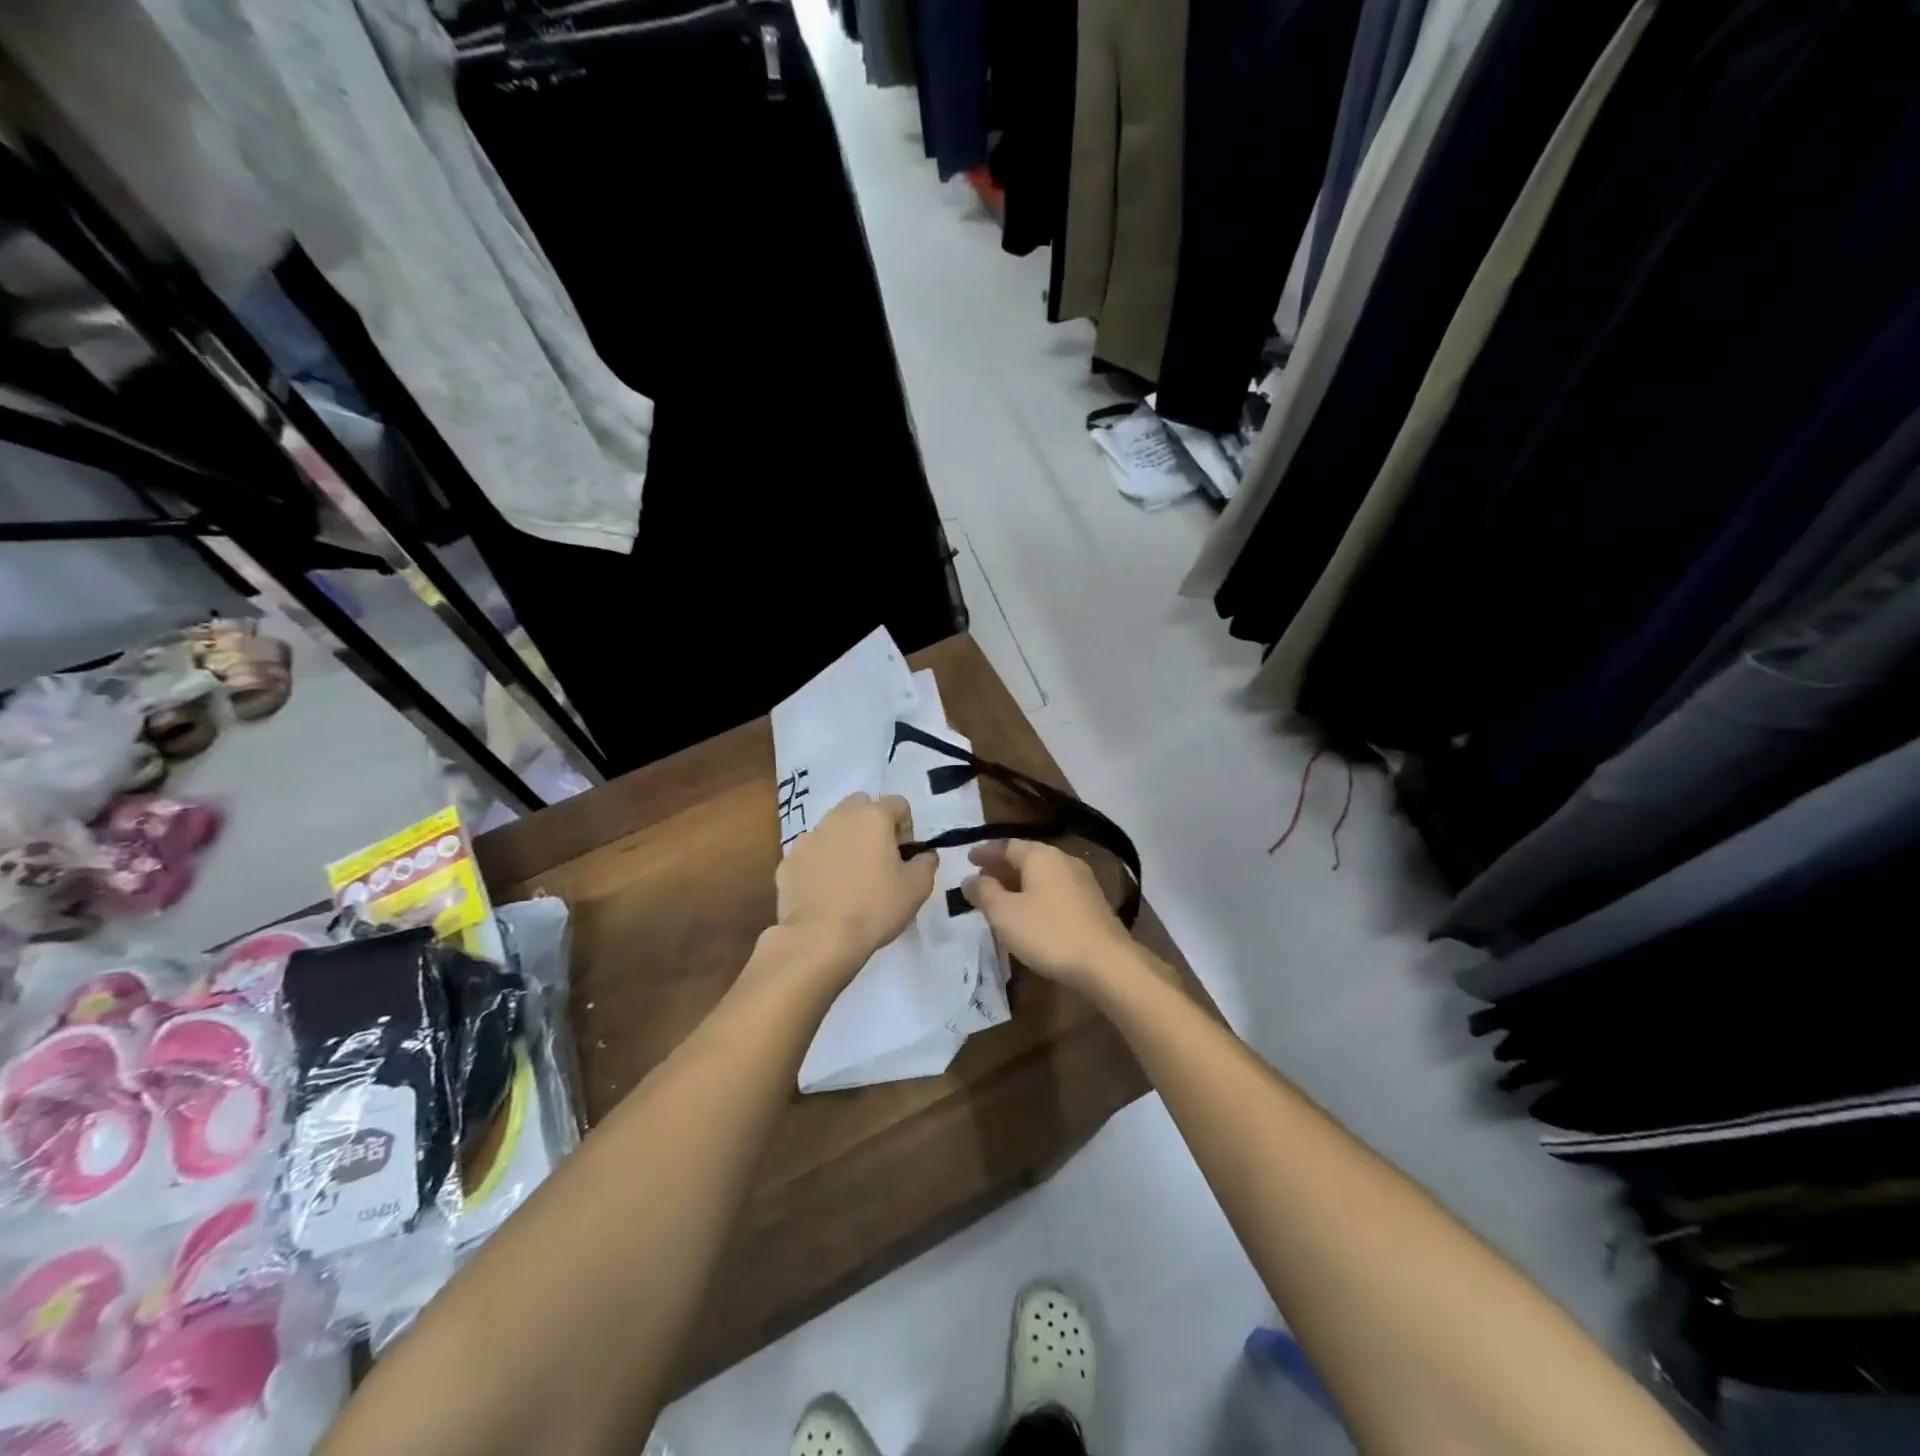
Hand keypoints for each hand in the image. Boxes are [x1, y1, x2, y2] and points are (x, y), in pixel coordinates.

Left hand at [774, 793, 936, 979]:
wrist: (819, 939)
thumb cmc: (874, 908)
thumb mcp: (917, 888)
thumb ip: (926, 863)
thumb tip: (923, 855)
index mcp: (872, 816)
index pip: (898, 803)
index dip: (906, 828)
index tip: (905, 857)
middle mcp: (838, 817)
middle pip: (861, 806)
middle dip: (872, 825)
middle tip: (878, 860)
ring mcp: (808, 837)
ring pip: (832, 828)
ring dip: (844, 843)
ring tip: (850, 879)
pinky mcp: (788, 861)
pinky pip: (811, 854)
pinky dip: (821, 864)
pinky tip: (827, 893)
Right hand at [963, 841, 1135, 992]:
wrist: (1106, 962)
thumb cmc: (1048, 932)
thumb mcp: (1005, 914)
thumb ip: (984, 892)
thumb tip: (970, 879)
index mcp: (1041, 855)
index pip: (1007, 845)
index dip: (985, 852)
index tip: (967, 859)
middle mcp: (1063, 860)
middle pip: (1027, 857)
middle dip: (1002, 866)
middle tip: (981, 878)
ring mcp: (1082, 881)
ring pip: (1042, 875)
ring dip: (1020, 882)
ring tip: (1001, 897)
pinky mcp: (1092, 903)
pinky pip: (1056, 891)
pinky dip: (1037, 895)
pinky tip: (1029, 913)